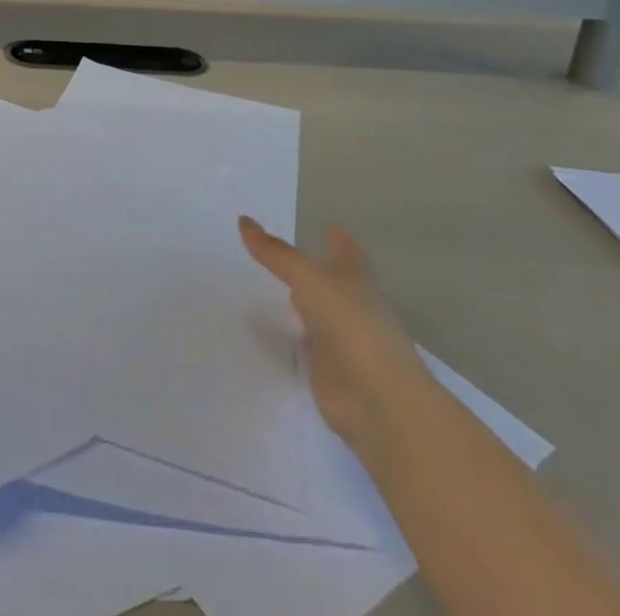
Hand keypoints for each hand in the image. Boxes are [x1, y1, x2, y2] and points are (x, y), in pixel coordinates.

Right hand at [240, 217, 433, 458]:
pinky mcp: (328, 369)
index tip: (326, 225)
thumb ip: (275, 253)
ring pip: (317, 313)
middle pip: (331, 281)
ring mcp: (342, 339)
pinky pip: (304, 346)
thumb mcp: (307, 277)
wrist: (376, 398)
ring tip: (268, 288)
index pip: (346, 250)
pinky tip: (271, 330)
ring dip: (300, 303)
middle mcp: (351, 304)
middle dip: (313, 269)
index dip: (337, 238)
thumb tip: (243, 220)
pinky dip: (291, 337)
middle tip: (280, 253)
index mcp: (356, 277)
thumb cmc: (349, 322)